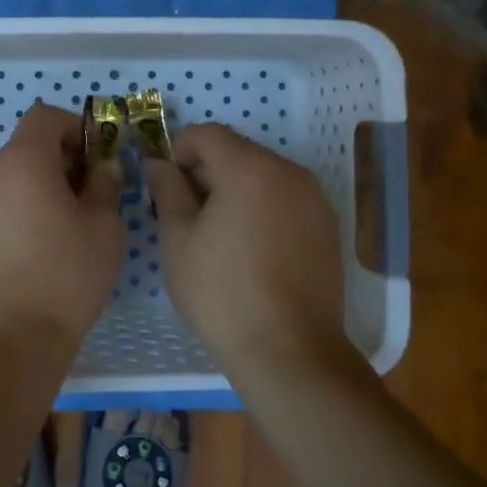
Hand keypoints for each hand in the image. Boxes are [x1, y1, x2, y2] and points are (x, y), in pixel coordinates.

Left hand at [0, 102, 124, 351]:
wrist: (5, 341)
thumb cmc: (64, 277)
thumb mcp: (103, 228)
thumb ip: (105, 186)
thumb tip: (102, 167)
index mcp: (22, 161)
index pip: (45, 117)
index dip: (74, 128)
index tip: (94, 159)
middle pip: (25, 149)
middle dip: (58, 163)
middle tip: (85, 199)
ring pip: (8, 180)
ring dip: (35, 190)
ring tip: (59, 232)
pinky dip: (14, 214)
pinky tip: (31, 254)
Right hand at [142, 124, 350, 373]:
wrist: (290, 353)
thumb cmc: (222, 294)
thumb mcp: (178, 240)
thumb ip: (167, 190)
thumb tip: (158, 163)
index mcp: (250, 168)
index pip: (208, 134)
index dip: (179, 149)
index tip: (165, 184)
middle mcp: (289, 172)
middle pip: (238, 152)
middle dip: (206, 171)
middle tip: (184, 212)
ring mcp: (315, 199)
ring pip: (263, 176)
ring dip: (235, 189)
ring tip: (217, 234)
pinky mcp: (328, 227)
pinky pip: (285, 199)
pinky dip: (262, 207)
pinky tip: (250, 249)